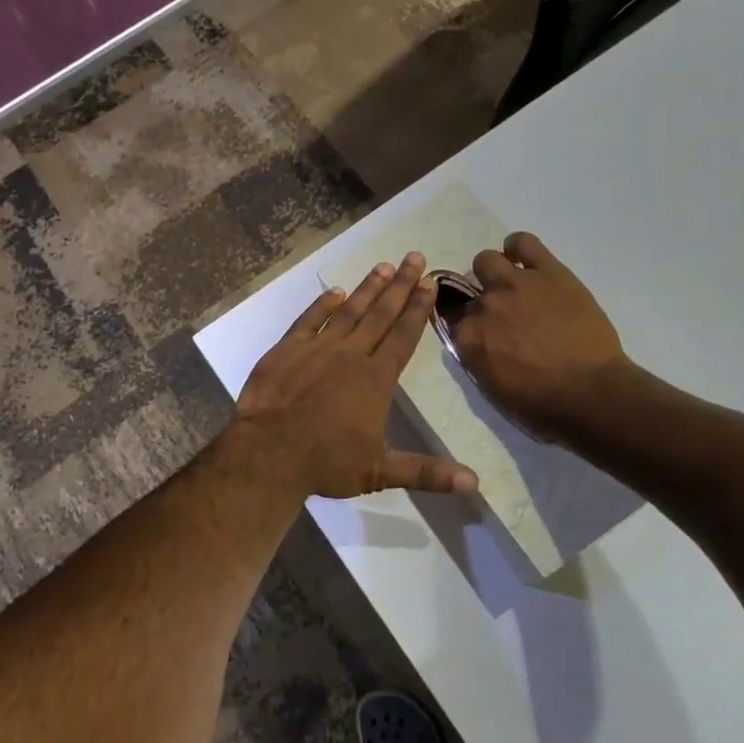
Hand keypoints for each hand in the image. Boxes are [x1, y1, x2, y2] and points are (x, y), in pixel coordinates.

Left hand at [227, 253, 477, 499]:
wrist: (268, 454)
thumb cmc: (327, 463)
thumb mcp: (380, 471)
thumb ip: (427, 473)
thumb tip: (475, 484)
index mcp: (376, 379)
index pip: (403, 336)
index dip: (418, 309)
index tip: (430, 284)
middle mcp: (350, 355)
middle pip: (380, 314)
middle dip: (400, 286)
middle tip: (414, 258)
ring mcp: (317, 348)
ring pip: (348, 311)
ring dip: (367, 288)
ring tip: (384, 266)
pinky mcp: (287, 350)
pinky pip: (308, 320)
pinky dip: (322, 305)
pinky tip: (334, 291)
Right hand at [451, 232, 632, 443]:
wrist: (590, 393)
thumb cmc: (542, 405)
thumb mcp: (494, 388)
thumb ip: (478, 357)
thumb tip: (479, 343)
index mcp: (467, 338)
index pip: (454, 319)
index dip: (470, 325)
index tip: (483, 332)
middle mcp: (483, 306)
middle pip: (469, 290)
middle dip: (483, 300)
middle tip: (505, 314)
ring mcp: (514, 284)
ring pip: (487, 260)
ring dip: (494, 272)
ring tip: (514, 284)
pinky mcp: (547, 271)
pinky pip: (523, 243)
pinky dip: (518, 247)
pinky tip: (524, 259)